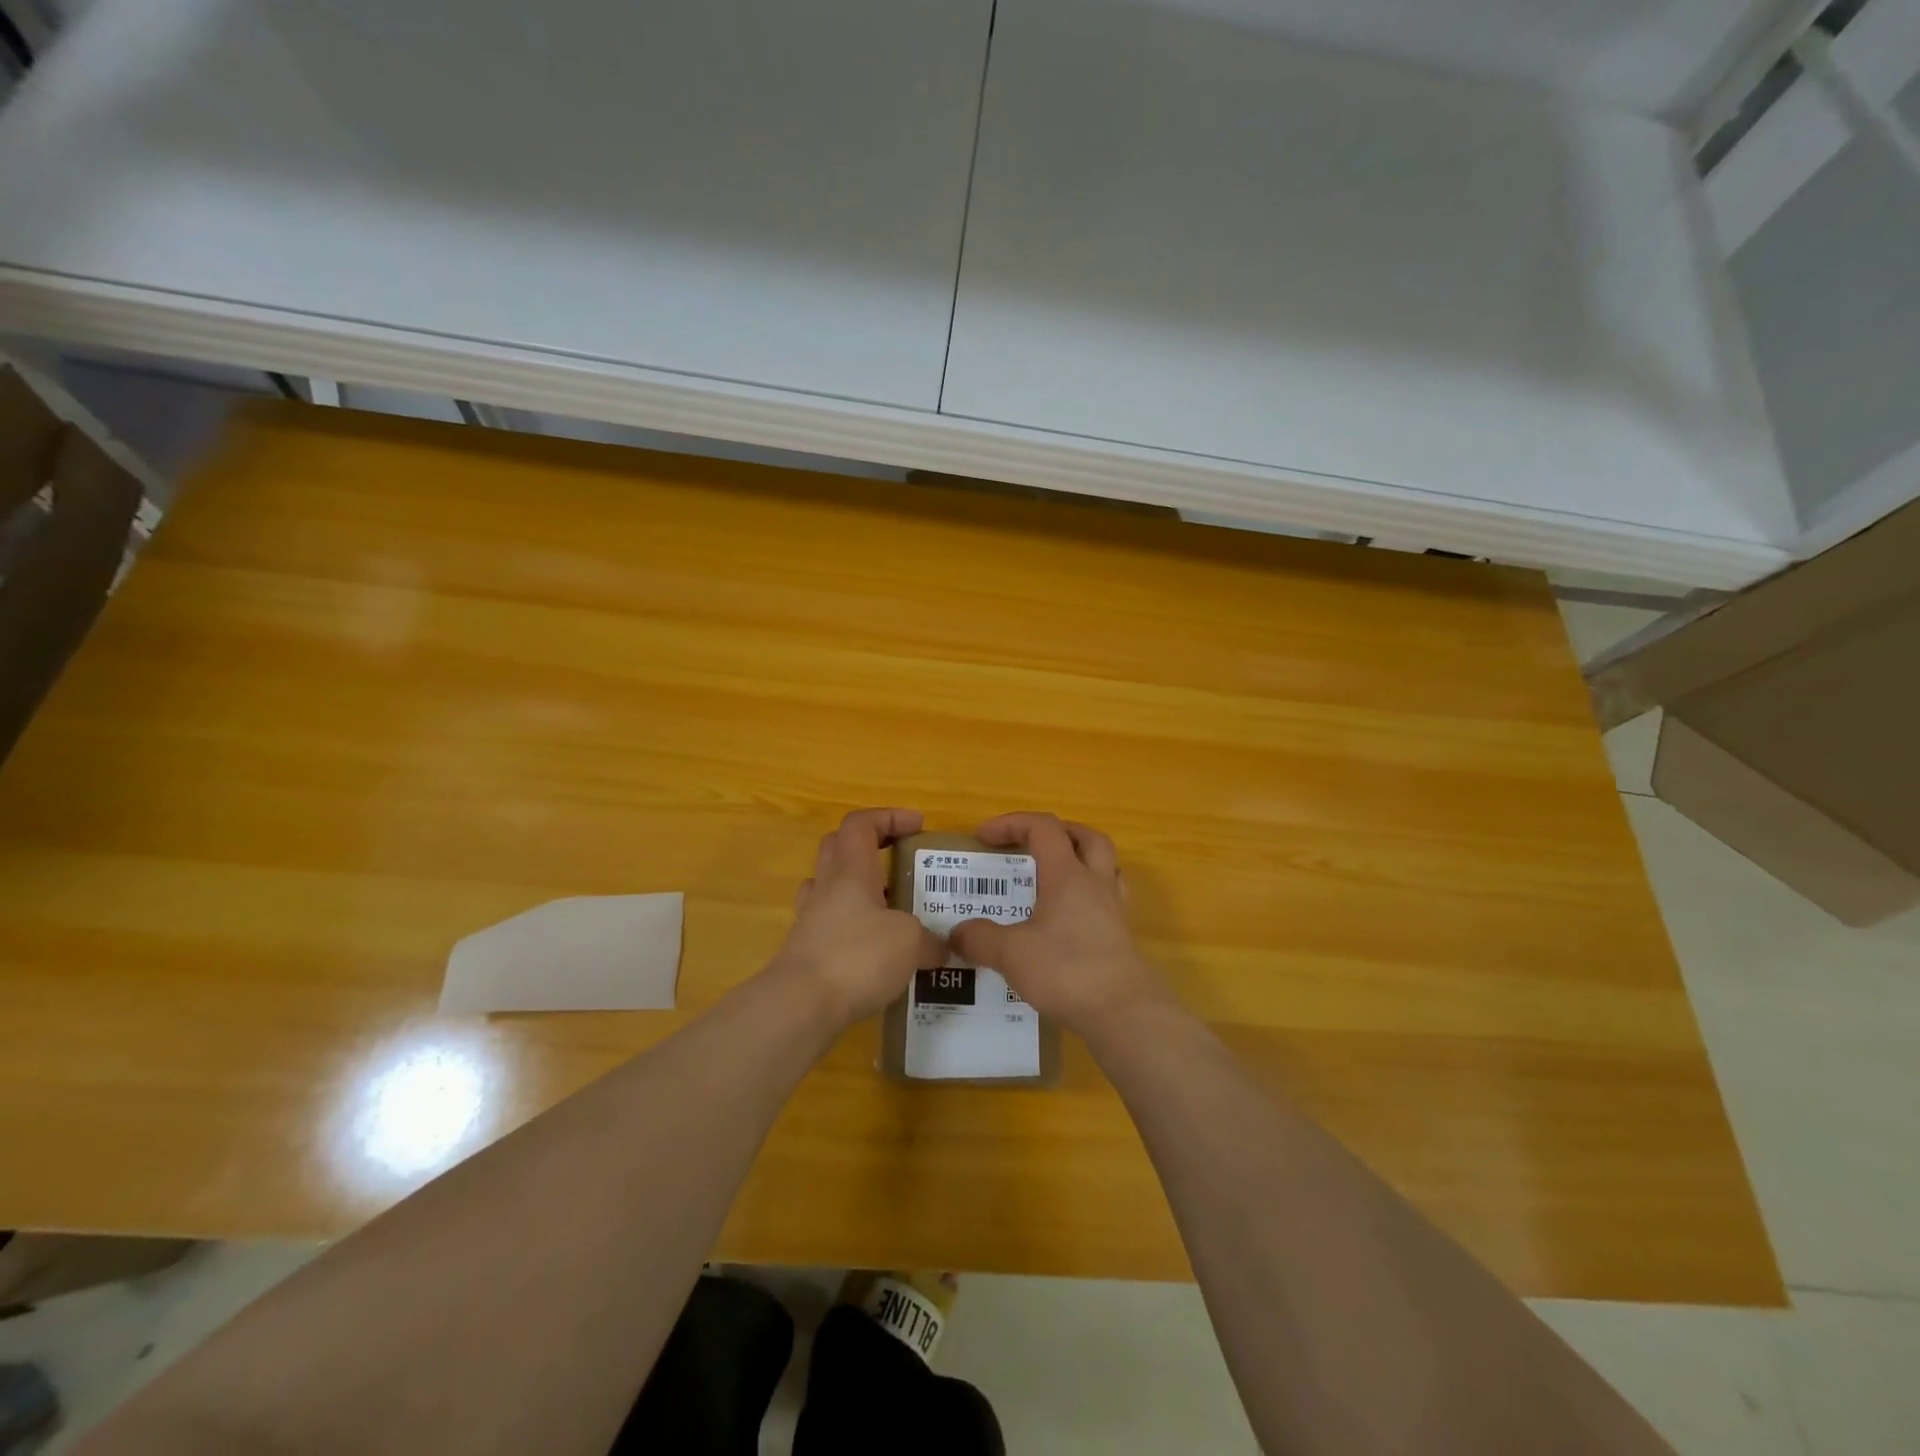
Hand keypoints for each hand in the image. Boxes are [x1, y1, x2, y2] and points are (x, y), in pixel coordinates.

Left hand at [771, 808, 945, 1026]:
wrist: (800, 1005)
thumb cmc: (856, 956)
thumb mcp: (909, 943)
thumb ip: (930, 940)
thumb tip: (941, 948)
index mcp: (851, 870)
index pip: (861, 823)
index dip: (889, 817)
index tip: (918, 825)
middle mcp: (827, 887)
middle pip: (839, 847)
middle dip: (870, 845)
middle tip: (899, 859)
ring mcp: (811, 919)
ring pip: (832, 886)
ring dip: (860, 887)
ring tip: (892, 907)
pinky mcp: (807, 950)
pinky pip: (831, 924)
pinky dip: (854, 926)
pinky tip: (876, 948)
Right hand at [949, 813, 1174, 1037]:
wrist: (1125, 1013)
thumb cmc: (1067, 970)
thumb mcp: (1011, 953)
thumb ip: (980, 938)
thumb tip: (957, 933)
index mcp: (1068, 875)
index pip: (1043, 828)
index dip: (1012, 823)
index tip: (983, 838)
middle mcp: (1096, 884)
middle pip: (1087, 838)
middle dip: (1058, 832)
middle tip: (1032, 846)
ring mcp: (1115, 911)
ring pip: (1106, 867)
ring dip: (1081, 862)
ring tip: (1054, 879)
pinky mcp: (1123, 938)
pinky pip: (1108, 901)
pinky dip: (1088, 899)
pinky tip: (1069, 922)